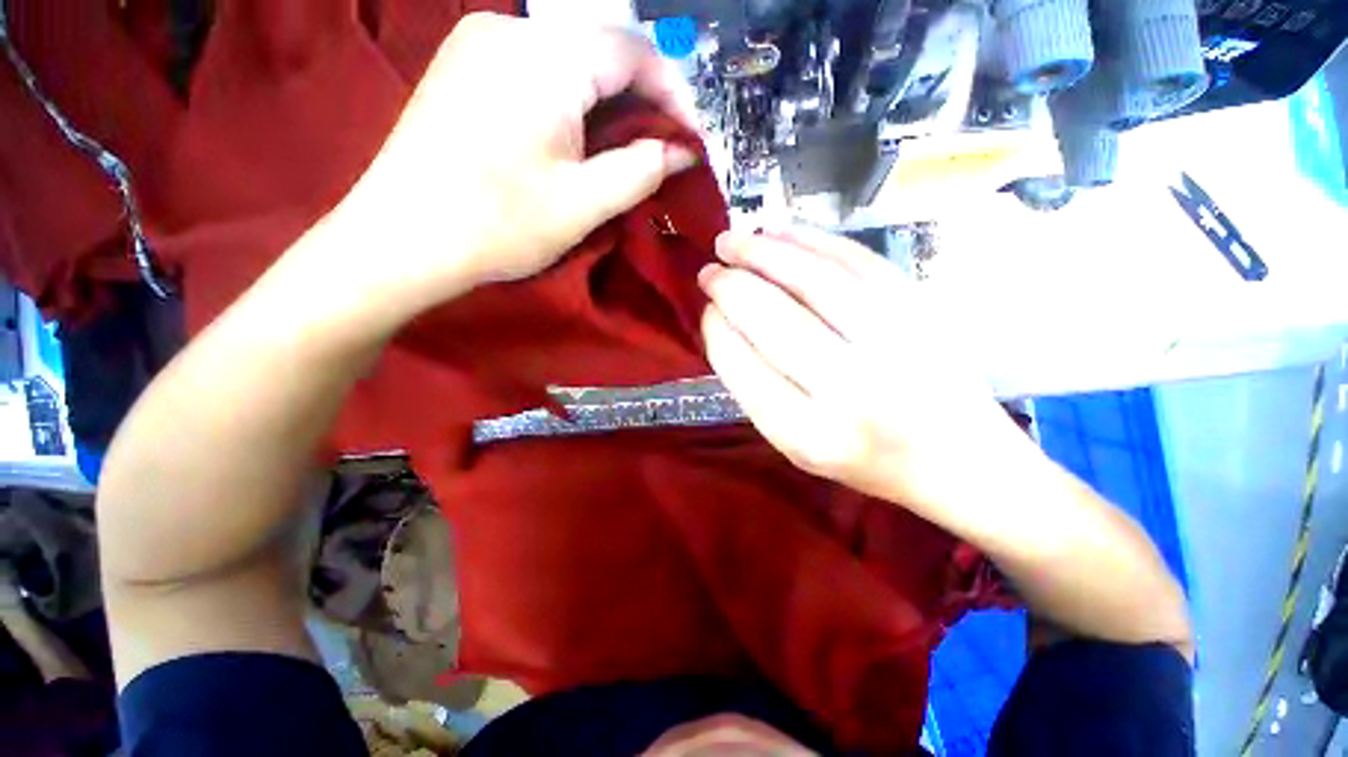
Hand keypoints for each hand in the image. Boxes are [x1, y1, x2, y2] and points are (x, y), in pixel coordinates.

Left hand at [323, 13, 700, 324]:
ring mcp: (481, 43)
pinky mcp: (464, 65)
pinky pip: (537, 67)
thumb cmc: (500, 224)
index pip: (632, 51)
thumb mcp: (584, 203)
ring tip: (627, 146)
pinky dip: (571, 98)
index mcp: (546, 58)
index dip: (672, 93)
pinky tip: (578, 134)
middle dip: (641, 98)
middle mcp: (512, 30)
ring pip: (569, 58)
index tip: (690, 138)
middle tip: (663, 147)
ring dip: (607, 100)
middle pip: (600, 49)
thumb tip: (681, 152)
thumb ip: (641, 171)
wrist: (403, 238)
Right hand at [699, 227, 1032, 520]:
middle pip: (773, 317)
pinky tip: (779, 231)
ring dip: (762, 252)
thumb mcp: (796, 445)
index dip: (717, 329)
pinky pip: (854, 261)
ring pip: (812, 279)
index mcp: (809, 434)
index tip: (705, 310)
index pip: (744, 366)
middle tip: (709, 271)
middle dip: (731, 286)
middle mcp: (849, 388)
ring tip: (731, 242)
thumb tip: (723, 323)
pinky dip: (810, 240)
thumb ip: (755, 389)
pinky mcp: (918, 310)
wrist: (959, 458)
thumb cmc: (865, 459)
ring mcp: (891, 342)